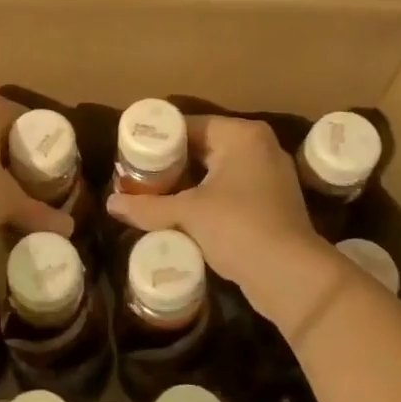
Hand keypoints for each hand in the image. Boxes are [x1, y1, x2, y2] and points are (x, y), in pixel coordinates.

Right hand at [107, 116, 342, 331]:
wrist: (290, 276)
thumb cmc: (237, 227)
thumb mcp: (187, 213)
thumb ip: (147, 206)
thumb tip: (110, 204)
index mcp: (241, 135)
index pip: (189, 125)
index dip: (158, 139)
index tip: (131, 154)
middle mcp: (259, 147)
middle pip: (203, 147)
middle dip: (171, 164)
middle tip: (136, 176)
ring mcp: (270, 175)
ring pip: (216, 171)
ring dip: (187, 184)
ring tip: (152, 195)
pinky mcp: (272, 203)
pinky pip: (230, 191)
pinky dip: (206, 199)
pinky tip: (181, 215)